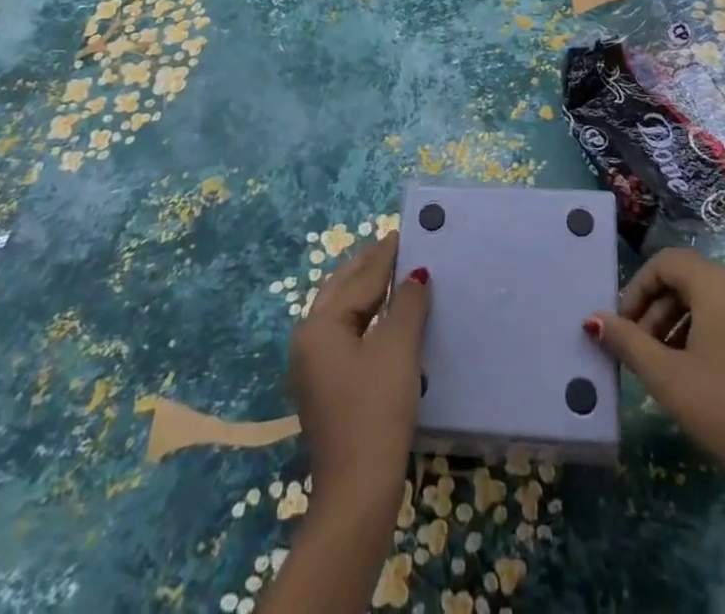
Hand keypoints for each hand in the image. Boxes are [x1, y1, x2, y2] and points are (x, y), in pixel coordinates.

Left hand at [288, 231, 430, 514]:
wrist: (358, 492)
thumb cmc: (376, 411)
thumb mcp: (397, 349)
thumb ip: (408, 304)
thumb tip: (416, 275)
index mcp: (319, 325)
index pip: (359, 278)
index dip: (384, 255)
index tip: (402, 232)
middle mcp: (308, 340)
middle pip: (342, 290)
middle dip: (368, 267)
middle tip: (396, 245)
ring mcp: (314, 367)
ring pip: (343, 313)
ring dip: (368, 292)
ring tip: (396, 273)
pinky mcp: (326, 388)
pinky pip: (347, 335)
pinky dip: (367, 317)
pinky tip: (387, 316)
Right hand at [589, 249, 724, 613]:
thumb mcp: (668, 377)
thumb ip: (627, 342)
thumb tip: (594, 320)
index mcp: (719, 283)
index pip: (666, 262)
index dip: (637, 289)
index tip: (622, 327)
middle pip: (687, 280)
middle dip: (655, 311)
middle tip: (638, 352)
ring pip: (708, 300)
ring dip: (678, 324)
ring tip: (663, 368)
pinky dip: (705, 333)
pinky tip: (696, 373)